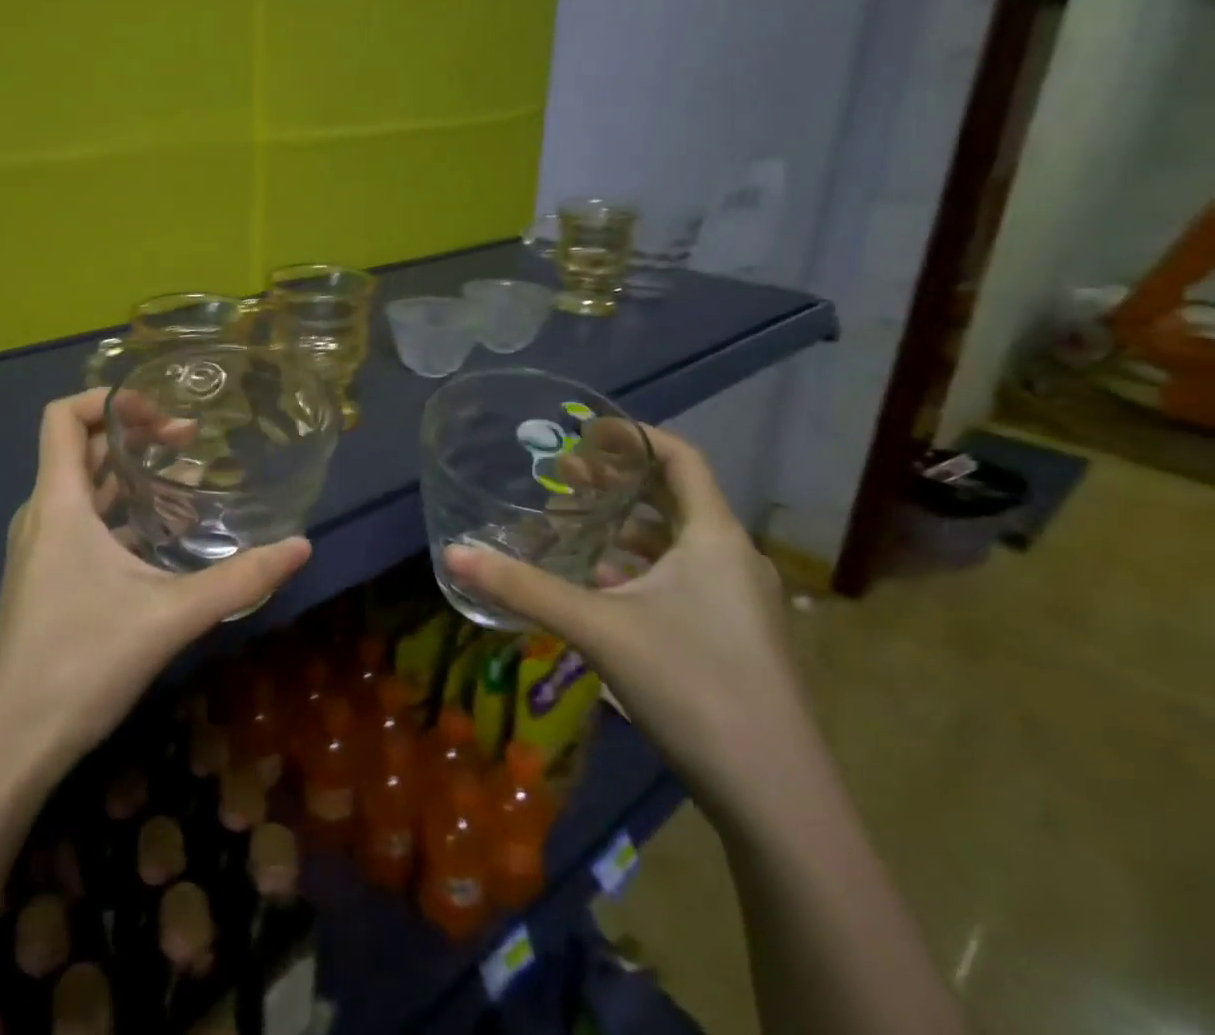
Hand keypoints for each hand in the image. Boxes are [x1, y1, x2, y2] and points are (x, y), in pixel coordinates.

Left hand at [0, 389, 311, 780]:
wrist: (8, 748)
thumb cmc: (80, 663)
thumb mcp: (170, 616)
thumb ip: (238, 579)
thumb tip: (301, 547)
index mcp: (59, 504)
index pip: (64, 416)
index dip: (110, 399)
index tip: (161, 413)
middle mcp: (43, 516)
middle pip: (81, 448)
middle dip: (135, 435)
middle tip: (190, 441)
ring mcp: (38, 550)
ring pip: (83, 489)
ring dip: (130, 475)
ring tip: (186, 479)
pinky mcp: (43, 580)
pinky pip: (81, 525)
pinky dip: (119, 513)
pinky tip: (161, 537)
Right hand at [444, 426, 809, 817]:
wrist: (778, 801)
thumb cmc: (693, 688)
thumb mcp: (599, 630)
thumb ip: (524, 589)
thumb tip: (453, 553)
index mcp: (714, 538)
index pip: (681, 458)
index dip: (634, 436)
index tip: (585, 431)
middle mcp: (733, 559)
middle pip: (674, 497)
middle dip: (617, 482)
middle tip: (562, 475)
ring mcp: (739, 602)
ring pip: (676, 542)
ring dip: (625, 527)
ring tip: (572, 523)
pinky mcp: (734, 637)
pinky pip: (682, 578)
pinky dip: (640, 567)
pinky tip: (601, 585)